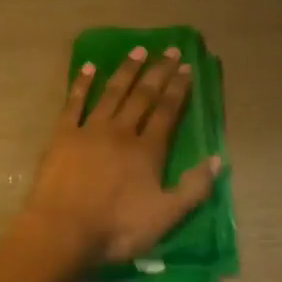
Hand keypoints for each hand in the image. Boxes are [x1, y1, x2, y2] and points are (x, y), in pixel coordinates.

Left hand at [21, 45, 222, 265]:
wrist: (64, 231)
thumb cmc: (117, 228)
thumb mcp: (166, 216)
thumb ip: (194, 188)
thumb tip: (217, 158)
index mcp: (147, 150)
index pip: (167, 112)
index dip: (178, 89)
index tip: (187, 67)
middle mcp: (121, 131)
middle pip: (143, 96)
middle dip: (158, 72)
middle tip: (170, 50)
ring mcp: (90, 130)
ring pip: (112, 93)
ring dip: (127, 70)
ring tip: (138, 50)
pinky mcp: (63, 135)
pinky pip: (74, 103)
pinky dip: (82, 83)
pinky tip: (89, 67)